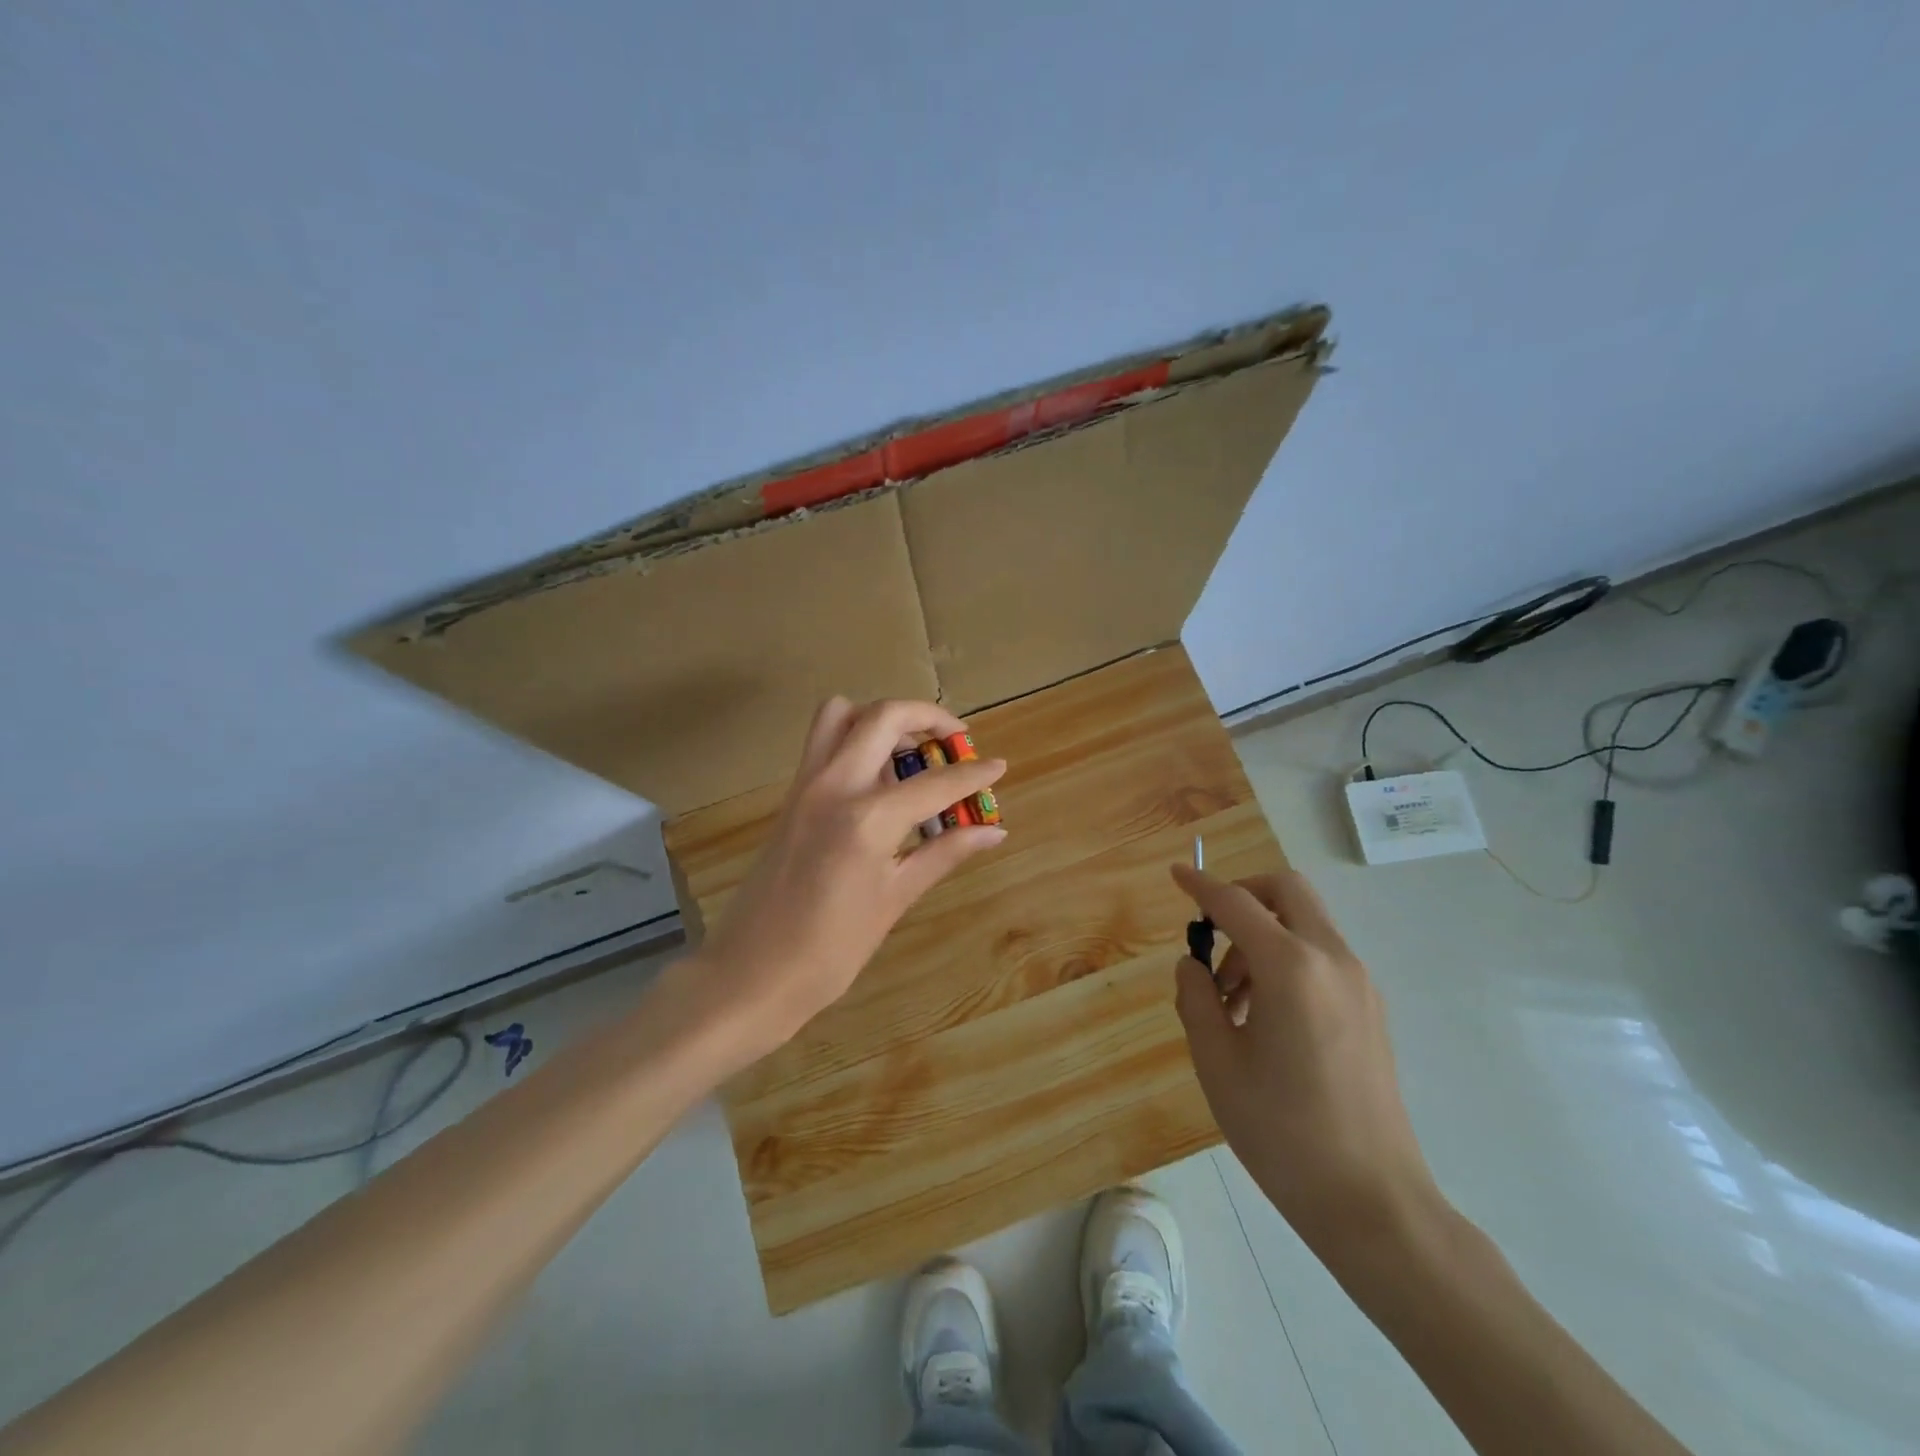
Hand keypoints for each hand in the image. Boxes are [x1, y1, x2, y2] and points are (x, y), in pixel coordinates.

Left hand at [691, 697, 1006, 1062]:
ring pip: (842, 714)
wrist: (751, 973)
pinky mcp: (790, 795)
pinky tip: (879, 779)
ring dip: (883, 718)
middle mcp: (834, 785)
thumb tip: (992, 831)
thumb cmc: (830, 949)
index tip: (999, 766)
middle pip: (884, 716)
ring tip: (912, 752)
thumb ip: (944, 853)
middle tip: (956, 742)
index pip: (935, 782)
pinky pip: (823, 741)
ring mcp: (805, 785)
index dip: (974, 774)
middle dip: (928, 718)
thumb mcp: (895, 899)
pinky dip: (856, 738)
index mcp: (867, 818)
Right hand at [1170, 865, 1443, 1262]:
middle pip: (1286, 890)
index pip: (1236, 903)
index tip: (1176, 874)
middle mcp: (1332, 960)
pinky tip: (1263, 1016)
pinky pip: (1321, 956)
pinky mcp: (1371, 1009)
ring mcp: (1359, 984)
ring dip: (1262, 935)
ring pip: (1304, 923)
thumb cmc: (1281, 1131)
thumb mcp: (1217, 1063)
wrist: (1372, 1201)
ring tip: (1230, 999)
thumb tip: (1194, 965)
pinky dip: (1286, 959)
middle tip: (1211, 931)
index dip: (1201, 885)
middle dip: (1243, 894)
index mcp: (1291, 968)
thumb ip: (1195, 999)